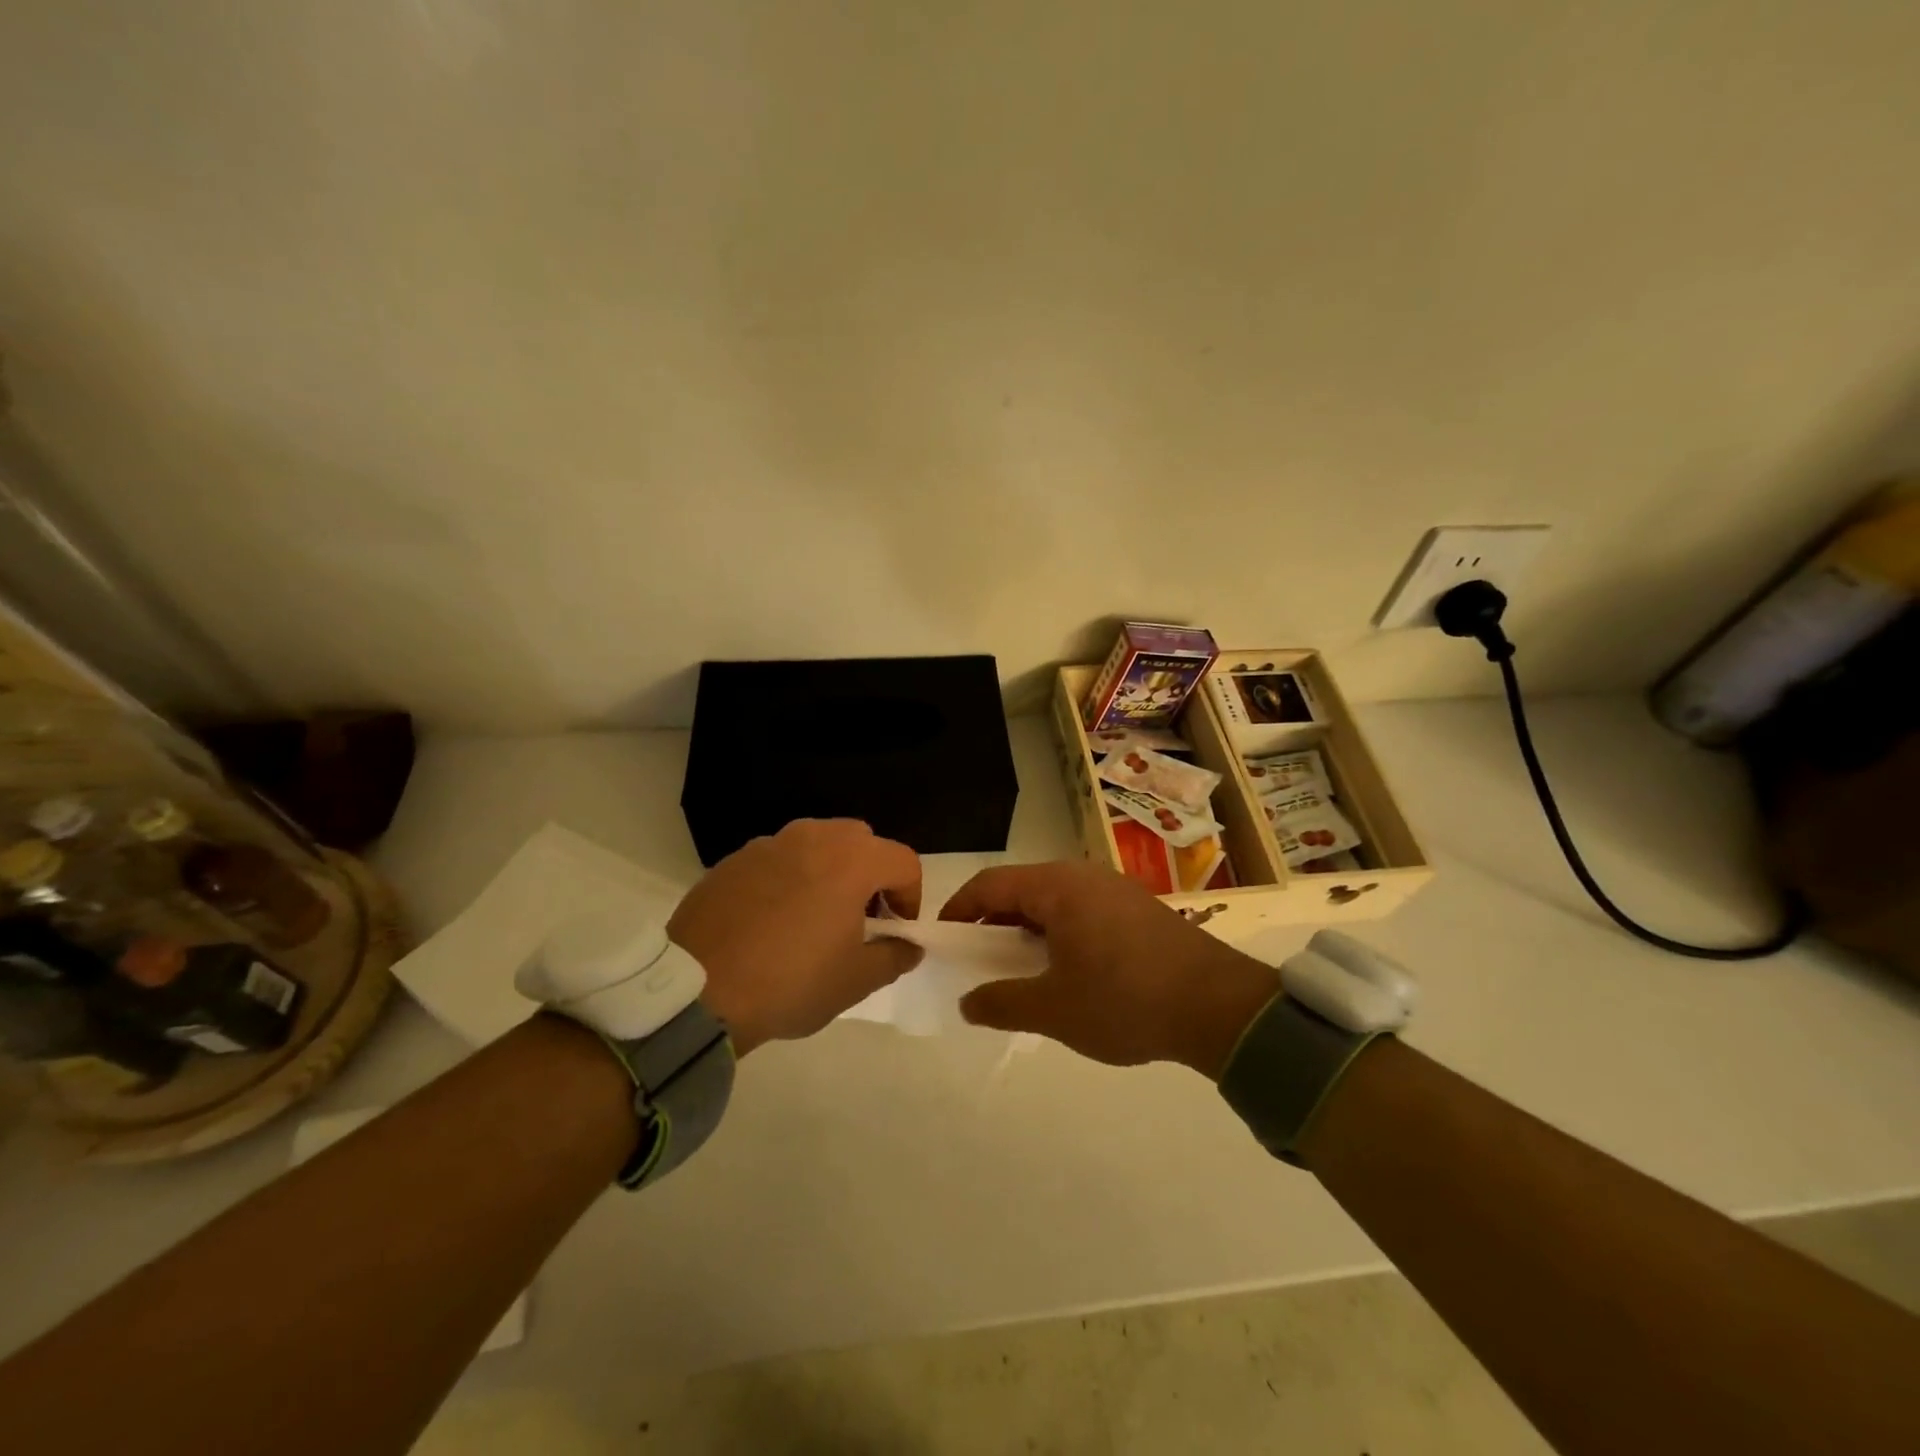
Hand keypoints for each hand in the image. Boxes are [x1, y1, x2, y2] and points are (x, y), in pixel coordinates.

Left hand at [668, 819, 923, 1054]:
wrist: (698, 991)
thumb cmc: (791, 982)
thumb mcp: (856, 980)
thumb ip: (895, 956)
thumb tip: (910, 946)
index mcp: (851, 860)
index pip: (903, 861)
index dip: (911, 896)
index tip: (895, 930)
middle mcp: (813, 837)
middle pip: (861, 842)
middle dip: (871, 876)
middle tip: (860, 919)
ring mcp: (768, 844)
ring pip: (817, 845)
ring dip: (829, 872)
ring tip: (814, 918)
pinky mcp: (733, 860)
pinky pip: (777, 859)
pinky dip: (789, 879)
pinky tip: (772, 921)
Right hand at [940, 862, 1279, 1075]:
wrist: (1219, 1007)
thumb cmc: (1124, 1001)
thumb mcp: (1053, 1010)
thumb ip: (1001, 1003)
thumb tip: (967, 1002)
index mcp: (1057, 887)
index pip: (990, 885)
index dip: (959, 910)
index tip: (942, 941)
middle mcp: (1084, 876)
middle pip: (1021, 889)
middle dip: (993, 923)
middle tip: (979, 962)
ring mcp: (1115, 889)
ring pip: (1053, 901)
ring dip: (1028, 930)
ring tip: (1021, 971)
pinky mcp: (1138, 908)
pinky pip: (1082, 910)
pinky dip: (1059, 933)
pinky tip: (1067, 970)